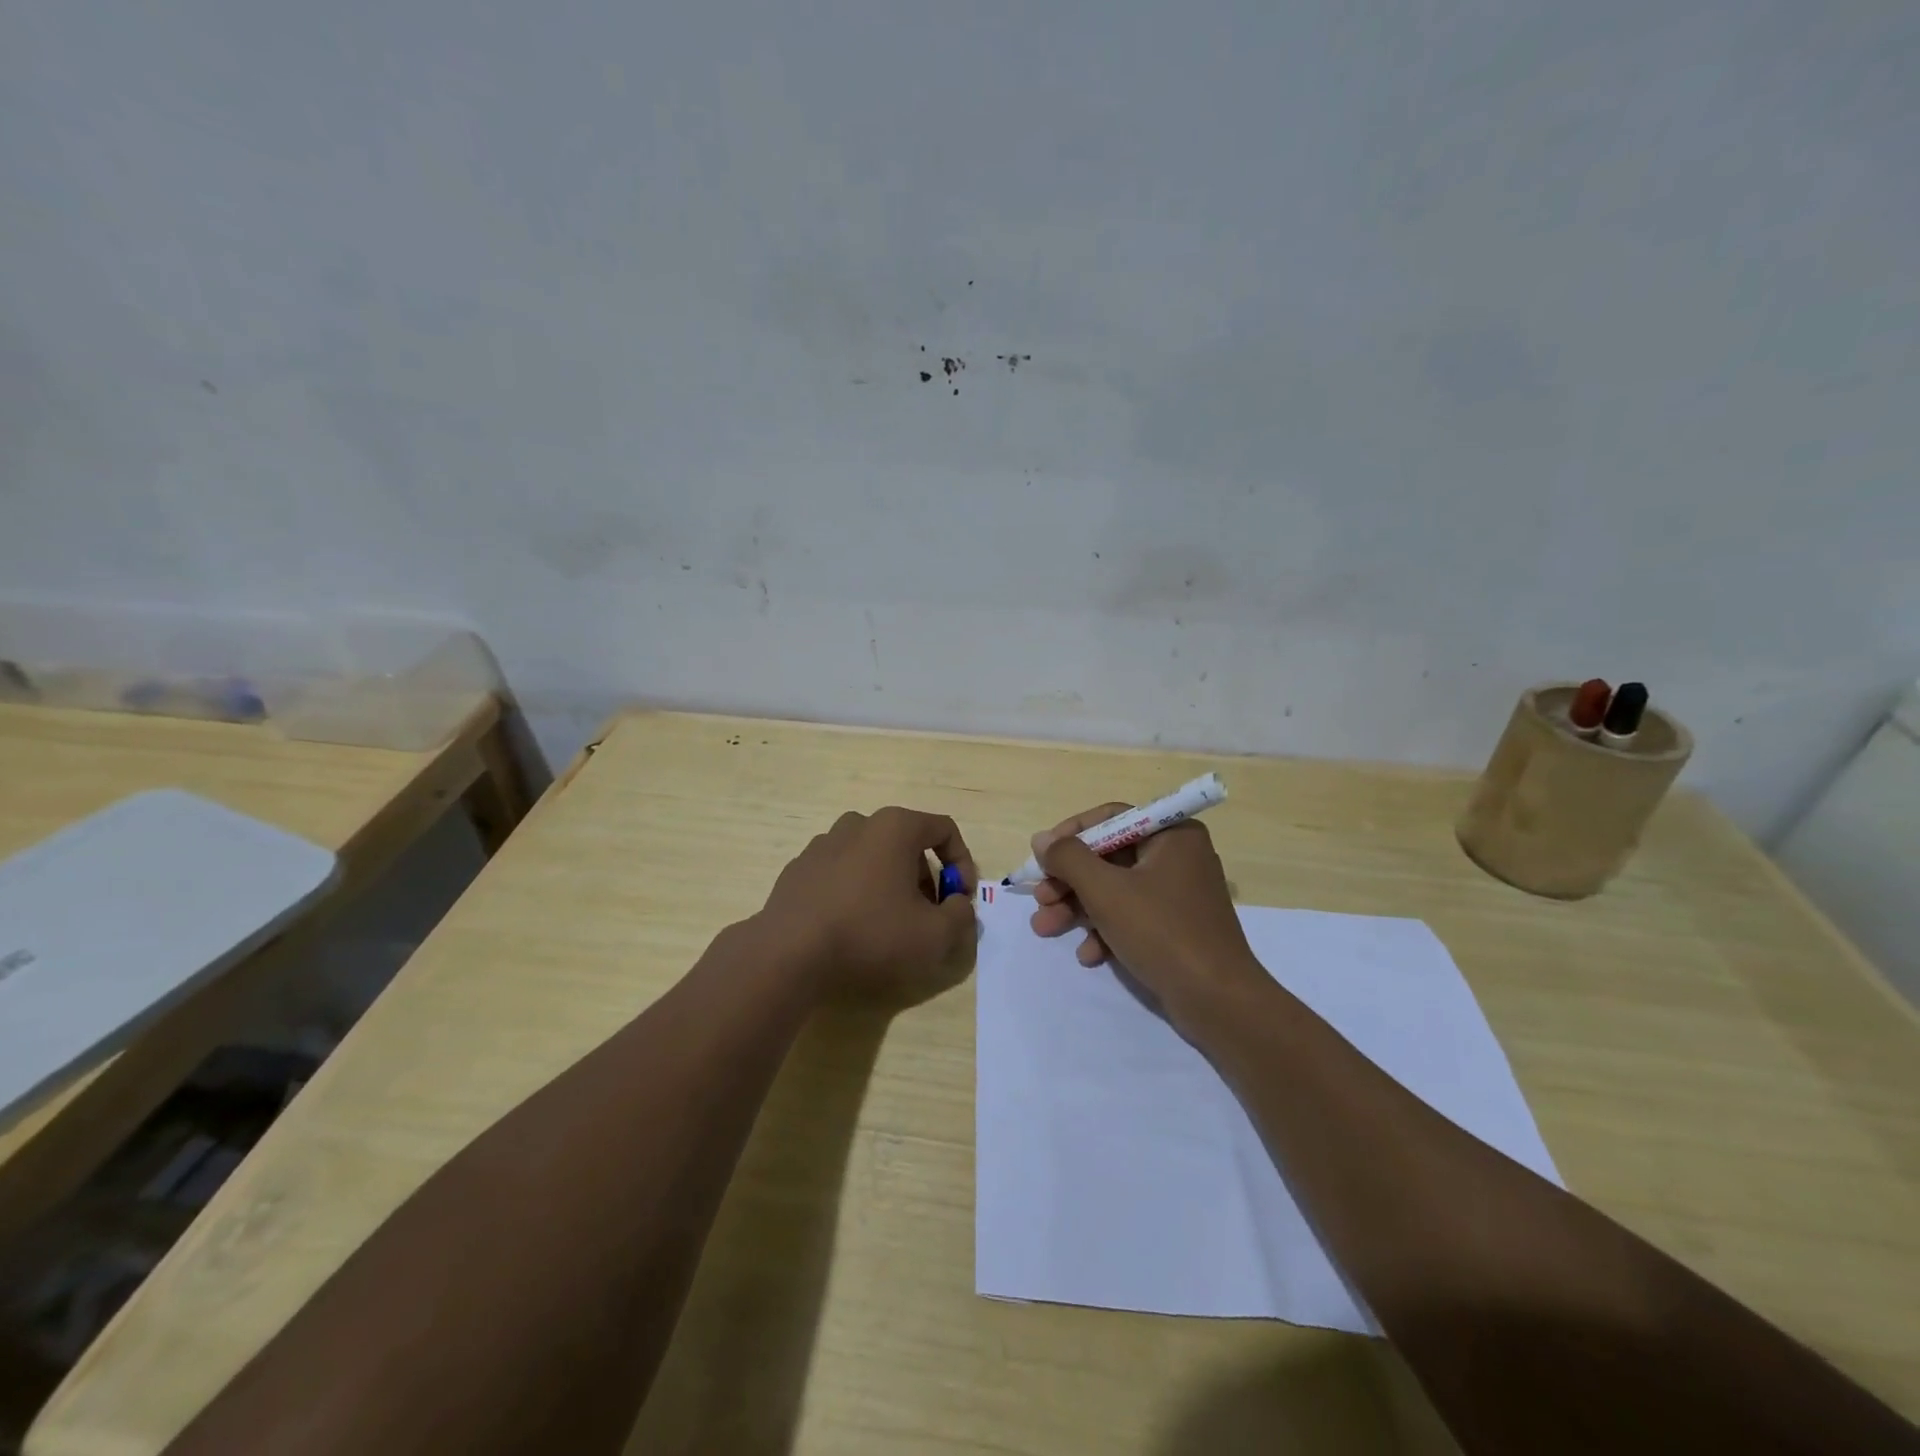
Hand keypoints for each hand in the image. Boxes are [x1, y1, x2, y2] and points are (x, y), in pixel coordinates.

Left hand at [755, 806, 977, 1002]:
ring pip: (872, 857)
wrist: (789, 953)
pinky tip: (852, 926)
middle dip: (926, 878)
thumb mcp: (934, 935)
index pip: (944, 830)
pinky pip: (841, 873)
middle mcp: (858, 824)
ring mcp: (823, 844)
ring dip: (891, 883)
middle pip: (907, 843)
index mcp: (895, 827)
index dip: (962, 864)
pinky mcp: (799, 868)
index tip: (960, 899)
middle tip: (928, 916)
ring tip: (890, 923)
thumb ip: (961, 916)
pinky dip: (856, 891)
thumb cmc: (870, 934)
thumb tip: (957, 905)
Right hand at [1029, 803, 1264, 1023]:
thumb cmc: (1162, 932)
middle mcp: (1178, 857)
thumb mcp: (1106, 891)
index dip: (1071, 834)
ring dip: (1078, 908)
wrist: (1218, 1001)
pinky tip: (1088, 955)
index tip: (1042, 856)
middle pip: (1109, 857)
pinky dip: (1105, 931)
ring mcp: (1178, 895)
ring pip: (1115, 889)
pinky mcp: (1175, 928)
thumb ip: (1069, 859)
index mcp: (1172, 834)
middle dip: (1069, 881)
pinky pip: (1132, 917)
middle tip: (1039, 899)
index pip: (1112, 818)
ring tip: (1045, 929)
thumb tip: (1041, 839)